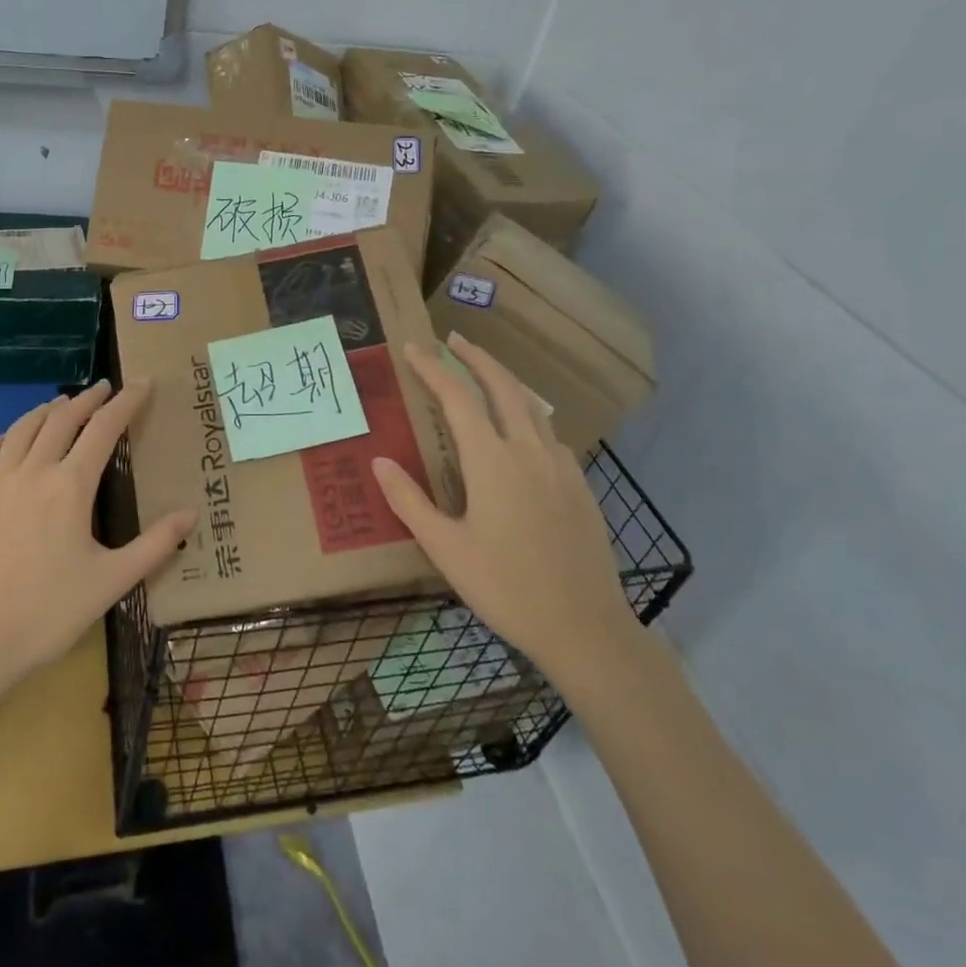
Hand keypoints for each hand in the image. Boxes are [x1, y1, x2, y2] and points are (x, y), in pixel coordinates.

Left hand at [0, 380, 196, 684]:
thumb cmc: (49, 613)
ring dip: (47, 411)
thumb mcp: (113, 581)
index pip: (104, 428)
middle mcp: (32, 472)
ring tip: (62, 404)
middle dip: (88, 399)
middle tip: (105, 388)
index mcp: (70, 486)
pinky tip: (8, 440)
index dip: (126, 402)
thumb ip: (156, 544)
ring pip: (22, 429)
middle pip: (62, 420)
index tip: (141, 382)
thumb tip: (191, 513)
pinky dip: (2, 437)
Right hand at [371, 334, 640, 687]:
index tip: (414, 348)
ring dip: (505, 383)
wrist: (584, 627)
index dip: (434, 369)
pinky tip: (523, 433)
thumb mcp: (446, 548)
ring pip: (532, 407)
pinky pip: (550, 435)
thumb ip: (410, 501)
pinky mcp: (579, 486)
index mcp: (492, 461)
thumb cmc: (505, 587)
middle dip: (477, 357)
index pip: (458, 399)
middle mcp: (529, 451)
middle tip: (455, 339)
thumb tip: (380, 462)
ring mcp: (561, 466)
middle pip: (503, 387)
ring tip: (486, 376)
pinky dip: (528, 416)